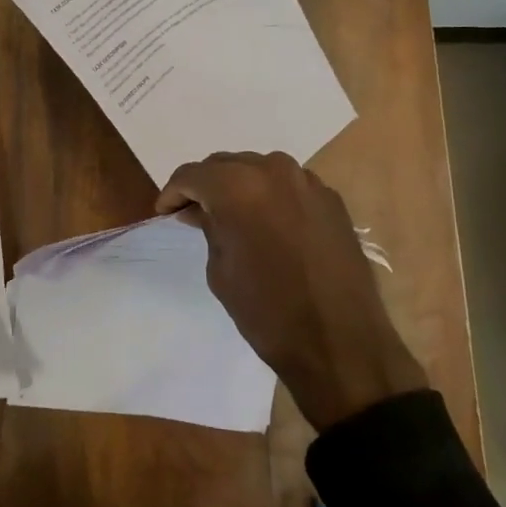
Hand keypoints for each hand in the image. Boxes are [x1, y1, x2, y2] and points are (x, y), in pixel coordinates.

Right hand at [156, 152, 425, 431]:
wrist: (340, 342)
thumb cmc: (267, 311)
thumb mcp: (220, 270)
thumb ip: (209, 227)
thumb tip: (202, 209)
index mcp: (238, 187)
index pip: (192, 175)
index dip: (172, 192)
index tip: (165, 212)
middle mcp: (274, 171)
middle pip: (225, 164)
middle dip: (205, 185)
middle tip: (192, 212)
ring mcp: (308, 182)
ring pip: (259, 169)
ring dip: (238, 186)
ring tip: (229, 215)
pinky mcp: (332, 200)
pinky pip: (288, 185)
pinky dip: (270, 195)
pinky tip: (266, 222)